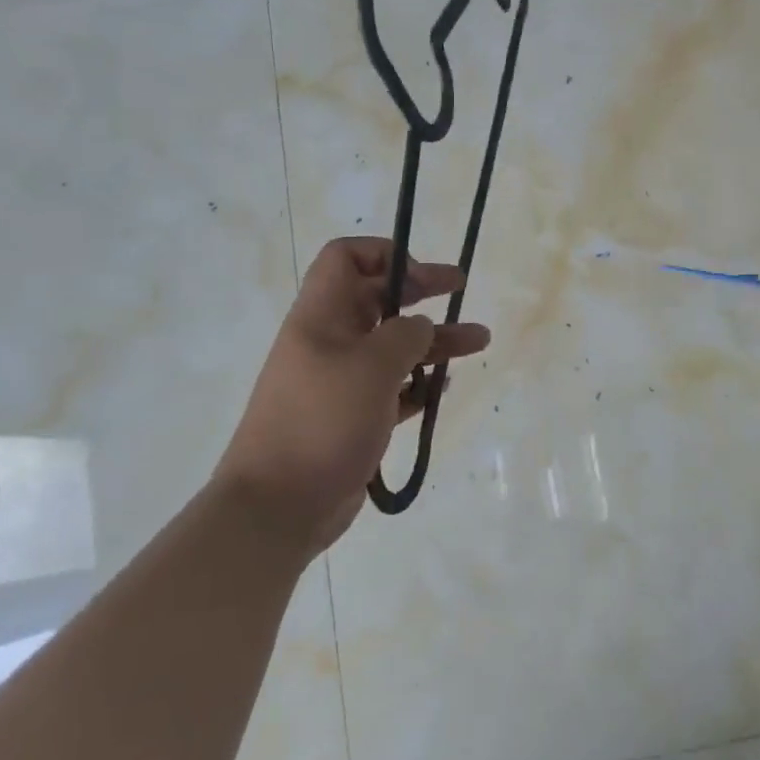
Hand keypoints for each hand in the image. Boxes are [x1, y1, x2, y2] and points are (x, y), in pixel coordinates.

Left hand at [215, 237, 491, 555]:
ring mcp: (339, 381)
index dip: (386, 254)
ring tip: (480, 341)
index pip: (346, 258)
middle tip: (460, 290)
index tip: (423, 277)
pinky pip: (391, 388)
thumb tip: (420, 328)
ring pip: (392, 346)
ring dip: (434, 340)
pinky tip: (443, 388)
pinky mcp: (351, 417)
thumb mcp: (373, 366)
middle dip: (422, 292)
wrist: (279, 505)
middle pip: (378, 300)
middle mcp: (329, 341)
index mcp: (321, 316)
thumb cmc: (324, 421)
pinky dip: (418, 383)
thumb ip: (405, 335)